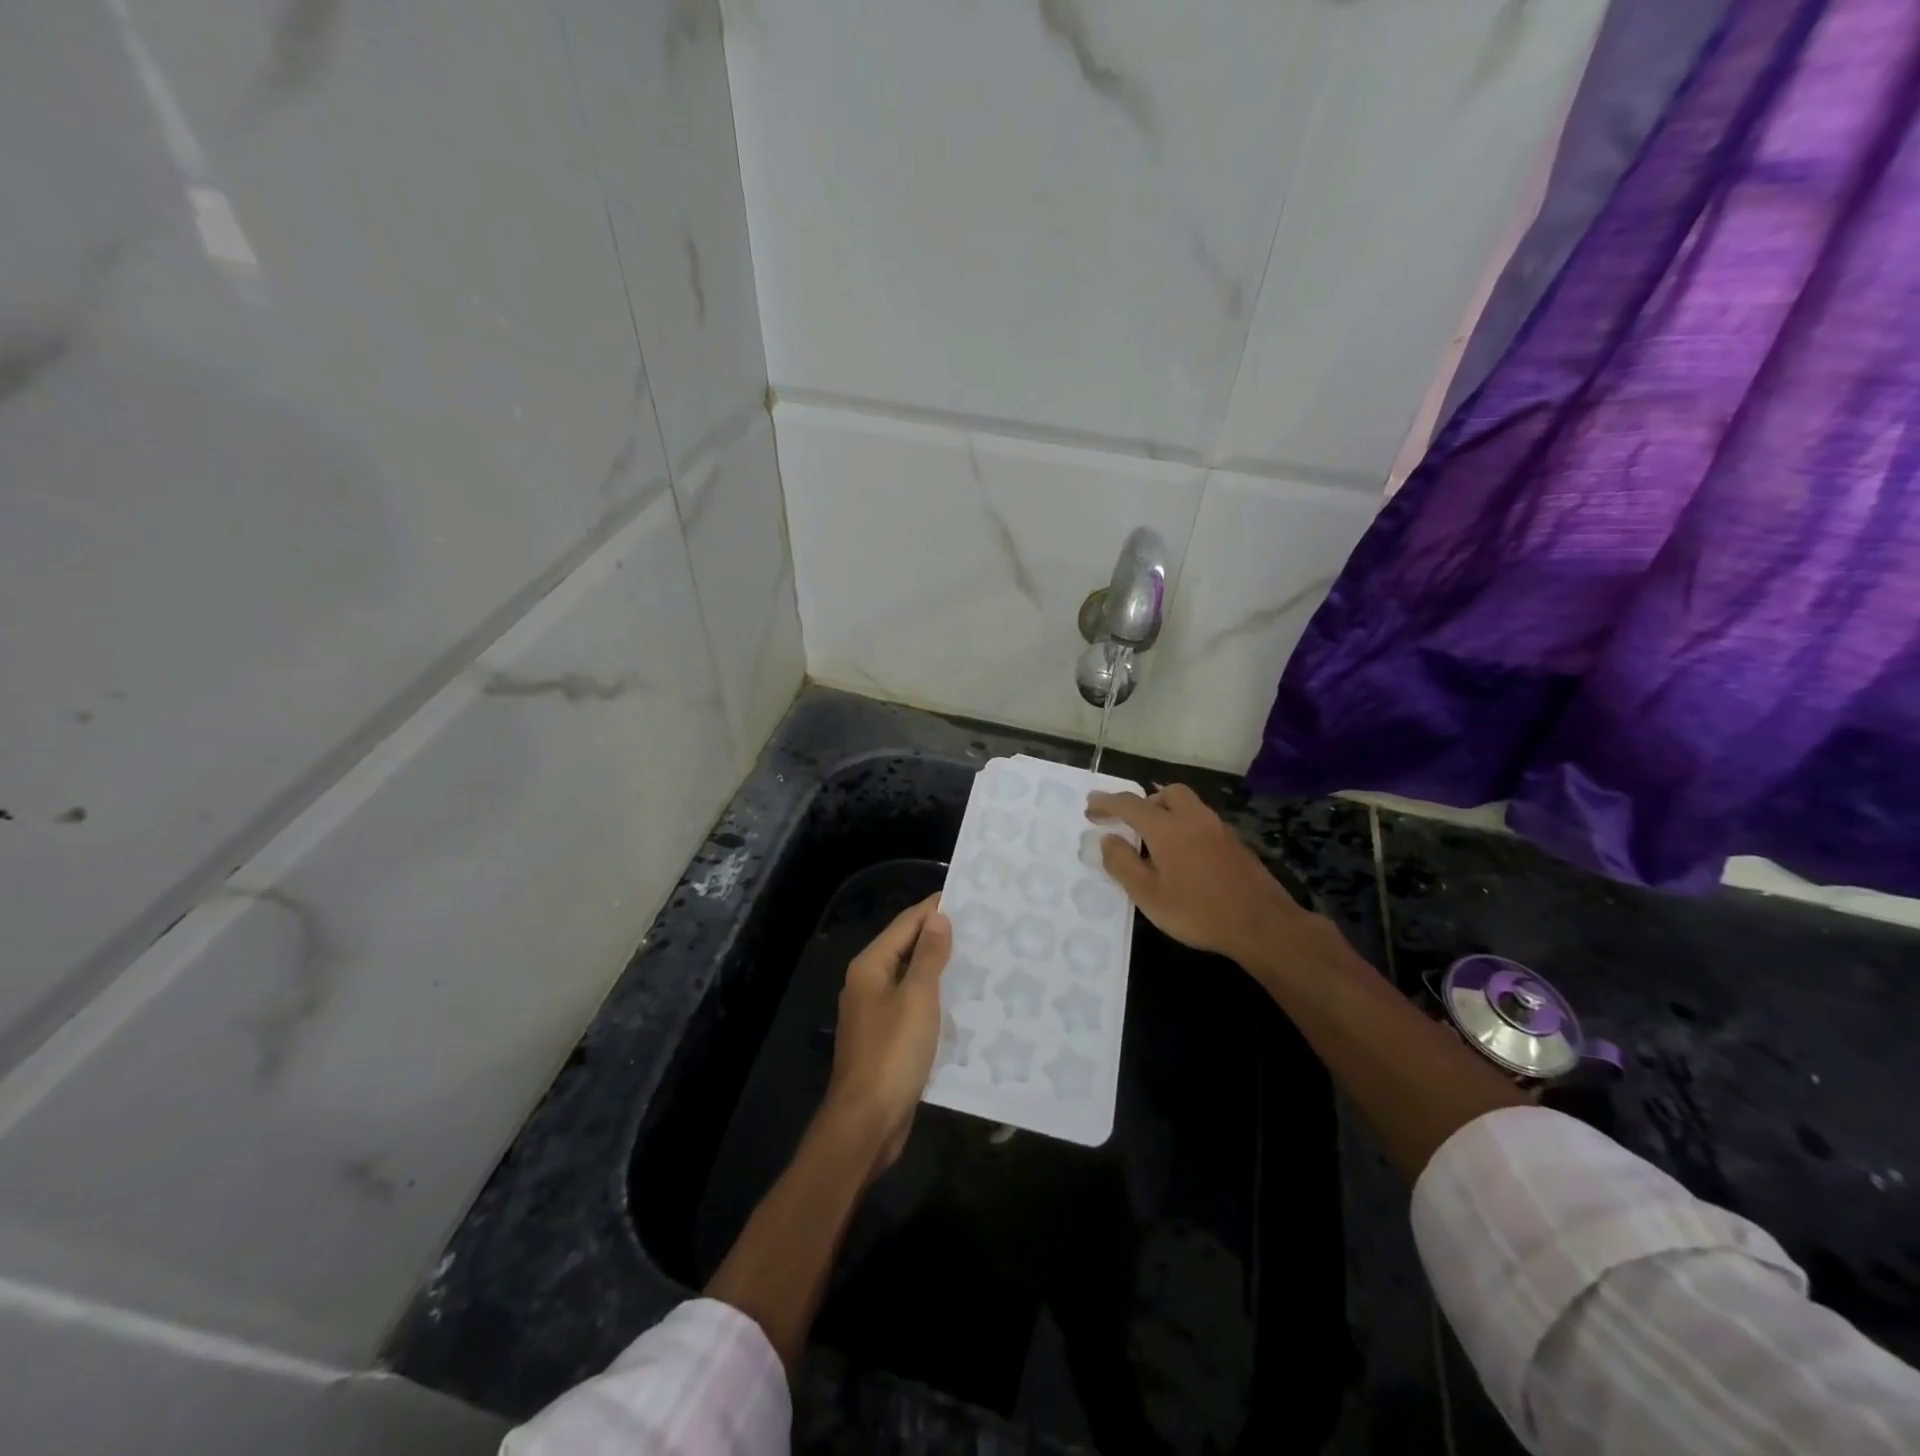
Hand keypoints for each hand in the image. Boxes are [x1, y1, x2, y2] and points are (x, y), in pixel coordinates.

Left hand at [820, 894, 951, 1176]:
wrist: (867, 1123)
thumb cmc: (892, 1054)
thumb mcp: (917, 999)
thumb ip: (928, 956)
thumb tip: (937, 917)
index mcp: (870, 968)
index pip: (905, 924)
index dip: (933, 909)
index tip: (967, 898)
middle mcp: (868, 985)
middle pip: (906, 949)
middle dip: (940, 938)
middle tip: (981, 929)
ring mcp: (876, 1014)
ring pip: (912, 980)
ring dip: (940, 970)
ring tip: (979, 960)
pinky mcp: (887, 1041)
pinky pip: (914, 1008)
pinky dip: (936, 1000)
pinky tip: (964, 1003)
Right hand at [1085, 783, 1311, 968]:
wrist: (1263, 924)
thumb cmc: (1199, 911)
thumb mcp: (1149, 895)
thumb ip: (1123, 864)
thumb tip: (1107, 839)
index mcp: (1167, 828)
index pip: (1130, 805)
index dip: (1106, 803)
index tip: (1090, 806)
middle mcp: (1193, 818)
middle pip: (1166, 793)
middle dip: (1144, 801)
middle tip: (1129, 822)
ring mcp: (1219, 829)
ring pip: (1188, 805)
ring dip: (1166, 812)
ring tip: (1154, 839)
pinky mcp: (1235, 844)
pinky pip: (1202, 822)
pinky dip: (1185, 827)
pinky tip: (1183, 856)